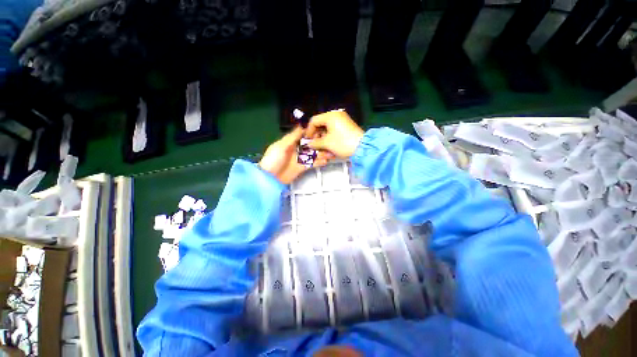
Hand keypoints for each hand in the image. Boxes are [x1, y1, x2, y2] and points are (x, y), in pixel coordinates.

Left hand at [259, 127, 333, 183]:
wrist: (270, 178)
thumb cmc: (273, 160)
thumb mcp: (281, 146)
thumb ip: (292, 137)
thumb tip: (301, 126)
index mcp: (290, 142)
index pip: (303, 135)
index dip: (312, 133)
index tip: (322, 130)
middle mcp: (296, 149)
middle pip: (309, 145)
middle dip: (319, 143)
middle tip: (329, 142)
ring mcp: (300, 159)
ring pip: (312, 154)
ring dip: (321, 153)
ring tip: (330, 152)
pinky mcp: (302, 168)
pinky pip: (312, 163)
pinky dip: (318, 162)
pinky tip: (326, 161)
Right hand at [305, 110, 364, 157]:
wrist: (362, 148)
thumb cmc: (343, 143)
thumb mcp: (326, 143)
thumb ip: (315, 143)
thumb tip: (310, 144)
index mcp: (331, 116)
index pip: (314, 121)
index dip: (309, 131)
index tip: (307, 140)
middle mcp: (337, 117)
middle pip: (321, 126)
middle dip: (317, 138)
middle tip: (315, 147)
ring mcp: (342, 123)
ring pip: (328, 132)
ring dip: (324, 142)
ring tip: (323, 152)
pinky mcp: (347, 130)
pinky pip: (335, 134)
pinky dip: (331, 142)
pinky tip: (330, 152)